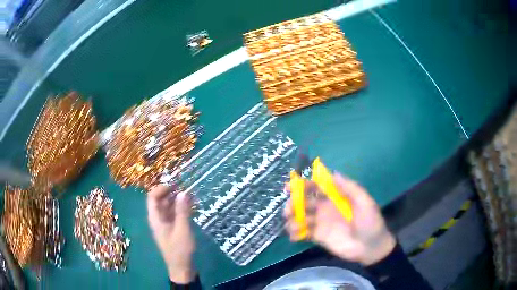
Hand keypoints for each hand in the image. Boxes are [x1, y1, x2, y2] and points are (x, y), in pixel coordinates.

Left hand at [147, 185, 195, 283]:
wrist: (182, 268)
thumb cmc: (180, 250)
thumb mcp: (182, 230)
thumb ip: (182, 211)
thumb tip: (183, 192)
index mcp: (155, 219)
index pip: (152, 197)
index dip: (161, 188)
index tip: (174, 184)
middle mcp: (158, 219)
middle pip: (160, 201)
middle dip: (170, 192)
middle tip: (184, 186)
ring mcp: (165, 225)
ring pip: (168, 208)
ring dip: (176, 200)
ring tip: (189, 195)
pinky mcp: (172, 229)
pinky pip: (174, 215)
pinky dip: (180, 209)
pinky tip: (190, 206)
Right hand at [284, 173, 395, 265]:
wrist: (371, 247)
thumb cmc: (370, 222)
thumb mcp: (365, 202)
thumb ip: (350, 188)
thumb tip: (333, 173)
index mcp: (336, 197)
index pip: (316, 186)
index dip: (303, 184)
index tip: (289, 187)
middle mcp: (326, 207)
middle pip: (304, 201)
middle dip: (293, 203)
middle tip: (288, 210)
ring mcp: (321, 223)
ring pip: (301, 217)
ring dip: (292, 219)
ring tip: (292, 226)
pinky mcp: (318, 237)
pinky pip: (303, 233)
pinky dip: (295, 234)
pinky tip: (294, 237)